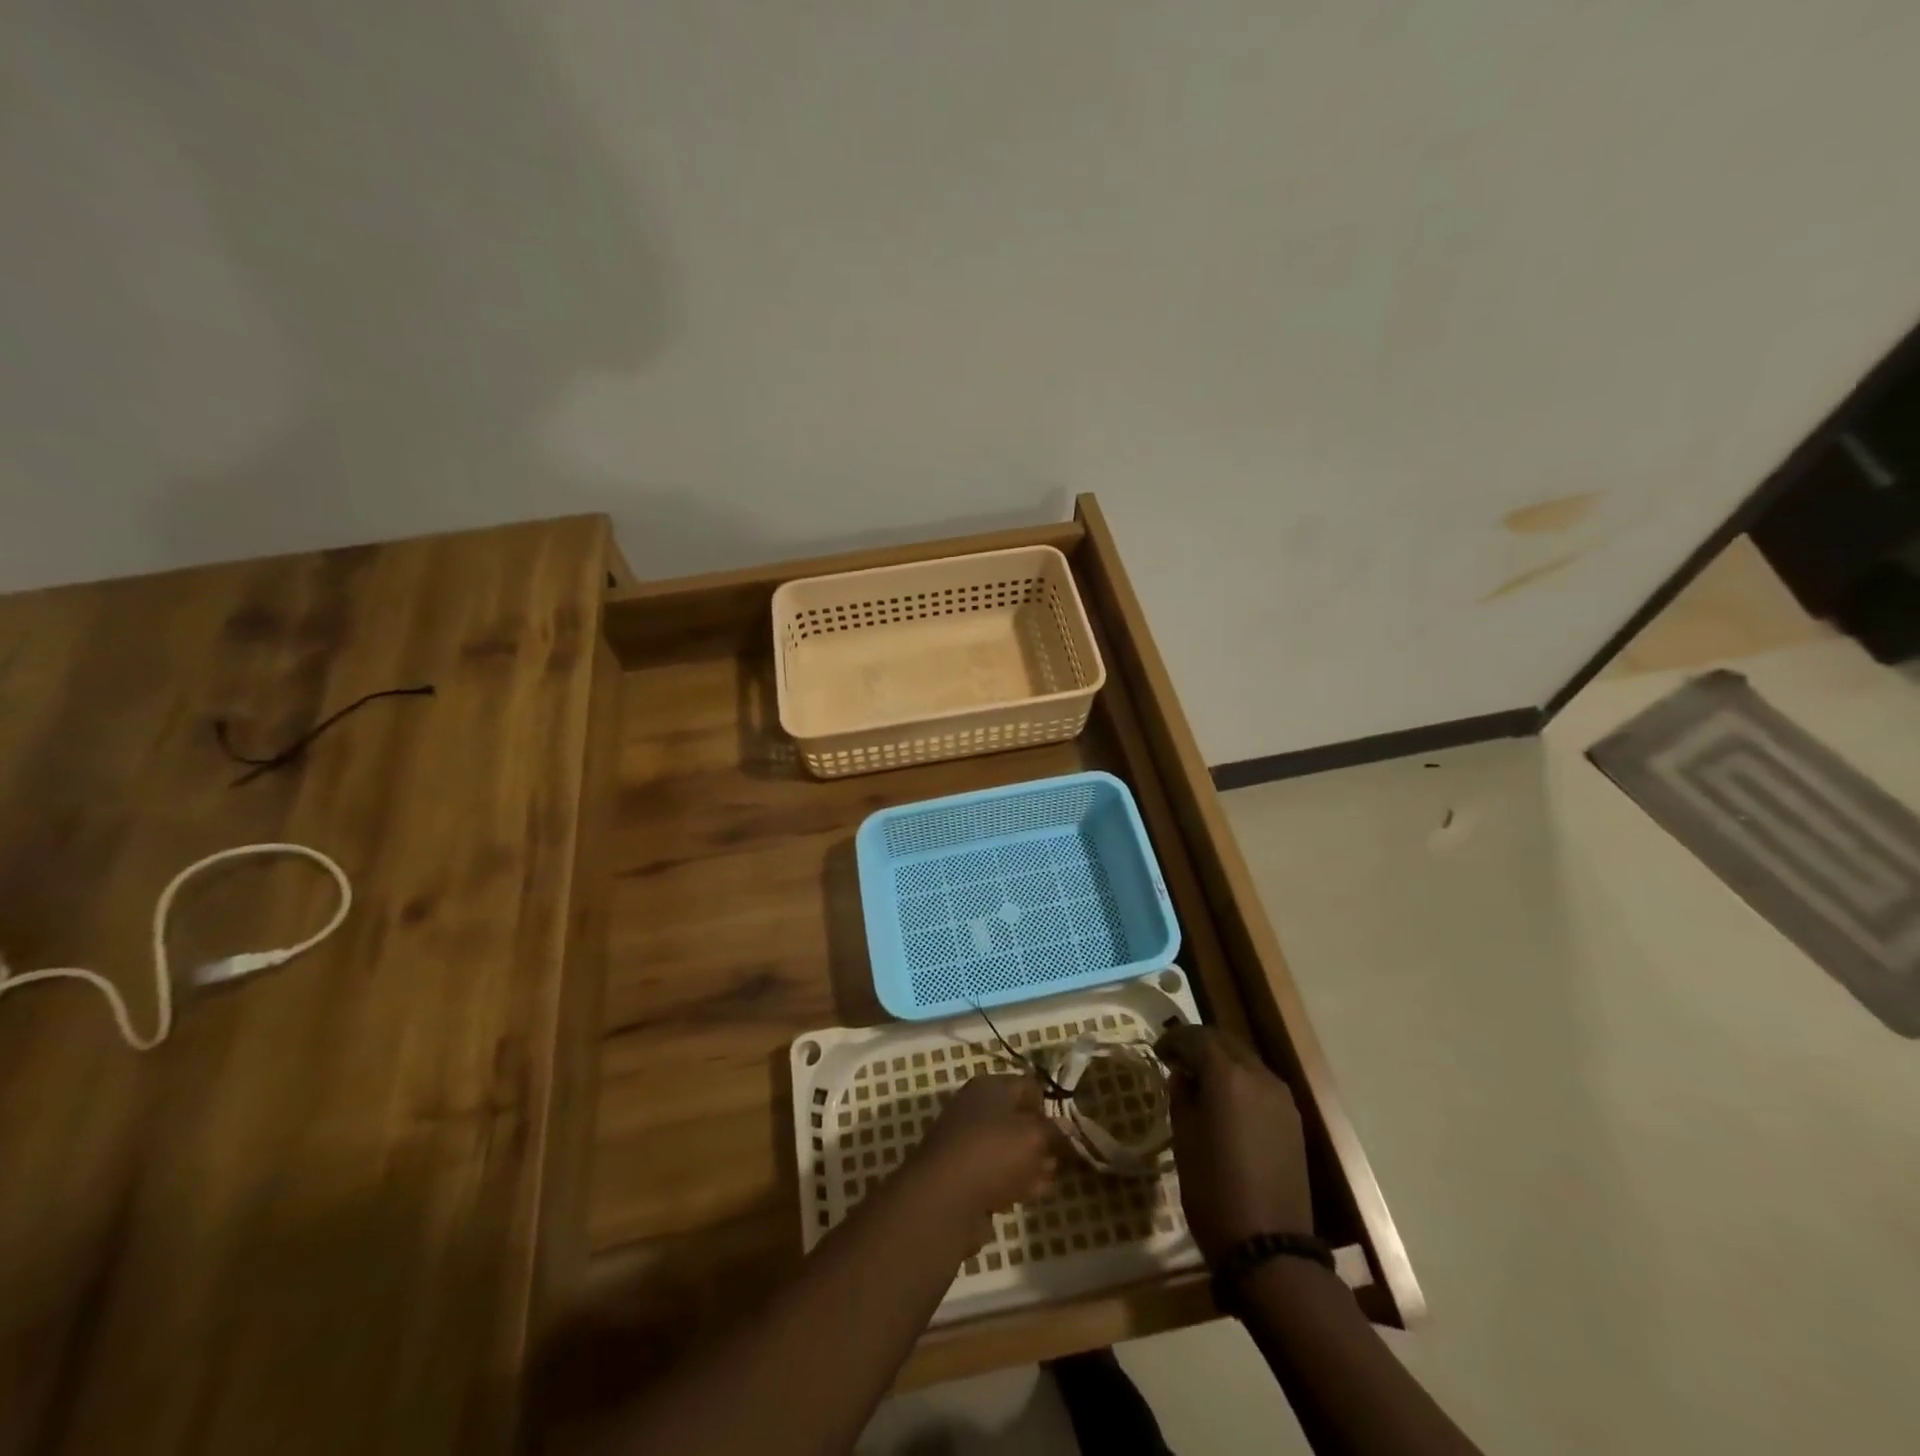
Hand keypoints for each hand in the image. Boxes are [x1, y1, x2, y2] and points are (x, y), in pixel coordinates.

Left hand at [905, 1074, 1057, 1231]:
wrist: (944, 1198)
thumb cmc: (993, 1152)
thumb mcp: (1035, 1136)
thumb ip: (1055, 1132)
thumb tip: (1065, 1131)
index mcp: (990, 1087)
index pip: (1029, 1086)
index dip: (1050, 1106)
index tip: (1067, 1130)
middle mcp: (975, 1108)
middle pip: (1017, 1119)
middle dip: (1041, 1139)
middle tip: (1060, 1159)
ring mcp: (966, 1142)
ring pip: (1007, 1149)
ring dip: (1029, 1164)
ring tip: (1047, 1180)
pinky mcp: (961, 1175)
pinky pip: (994, 1174)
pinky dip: (1011, 1183)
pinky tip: (1025, 1196)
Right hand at [1157, 1025, 1312, 1261]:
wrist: (1269, 1248)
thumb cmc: (1213, 1190)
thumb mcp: (1184, 1138)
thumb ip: (1182, 1096)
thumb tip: (1183, 1076)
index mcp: (1228, 1076)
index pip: (1196, 1038)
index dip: (1174, 1040)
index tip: (1158, 1053)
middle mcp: (1259, 1076)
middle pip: (1226, 1042)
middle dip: (1199, 1044)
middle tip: (1177, 1060)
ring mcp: (1281, 1098)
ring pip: (1246, 1060)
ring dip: (1222, 1061)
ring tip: (1200, 1081)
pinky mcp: (1293, 1120)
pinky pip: (1261, 1084)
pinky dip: (1240, 1080)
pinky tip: (1226, 1102)